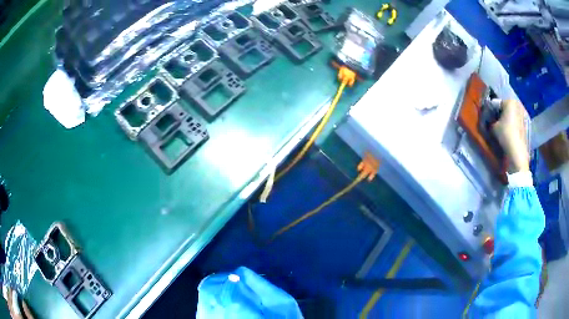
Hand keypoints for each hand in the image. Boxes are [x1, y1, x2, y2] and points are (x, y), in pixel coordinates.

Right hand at [492, 100, 529, 172]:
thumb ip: (490, 120)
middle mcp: (517, 105)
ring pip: (511, 115)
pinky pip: (516, 122)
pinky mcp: (525, 125)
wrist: (517, 152)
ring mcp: (522, 115)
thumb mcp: (493, 127)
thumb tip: (489, 120)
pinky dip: (512, 126)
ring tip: (502, 129)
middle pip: (505, 108)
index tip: (488, 118)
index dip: (491, 111)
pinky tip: (509, 134)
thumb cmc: (505, 135)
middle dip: (500, 114)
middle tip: (495, 123)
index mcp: (509, 101)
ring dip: (506, 120)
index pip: (497, 103)